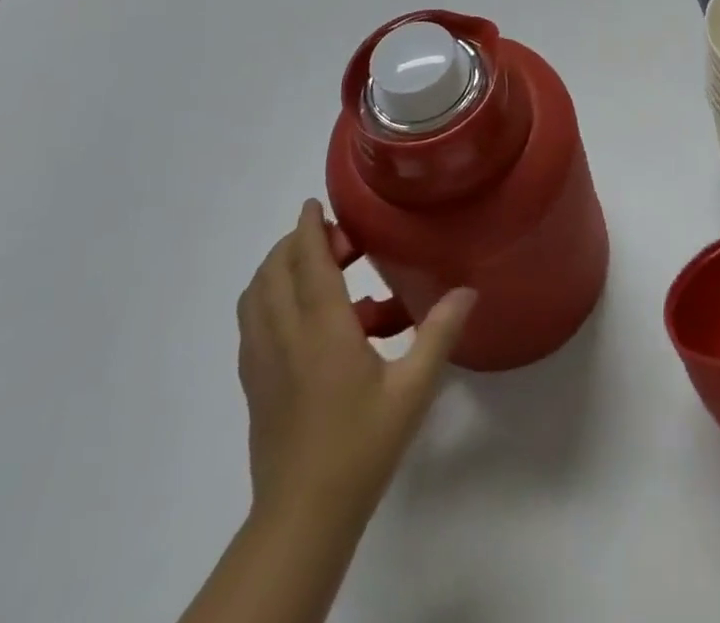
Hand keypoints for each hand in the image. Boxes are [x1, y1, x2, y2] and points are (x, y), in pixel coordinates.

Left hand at [237, 199, 474, 527]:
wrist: (303, 517)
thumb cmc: (362, 445)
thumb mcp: (413, 388)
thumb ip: (439, 333)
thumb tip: (468, 290)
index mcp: (322, 329)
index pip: (307, 261)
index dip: (308, 228)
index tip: (315, 203)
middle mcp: (285, 336)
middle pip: (274, 271)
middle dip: (296, 243)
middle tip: (334, 239)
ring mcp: (262, 361)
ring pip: (255, 296)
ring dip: (276, 269)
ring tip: (312, 268)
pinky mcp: (253, 385)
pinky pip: (251, 324)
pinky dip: (266, 300)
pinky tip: (297, 318)